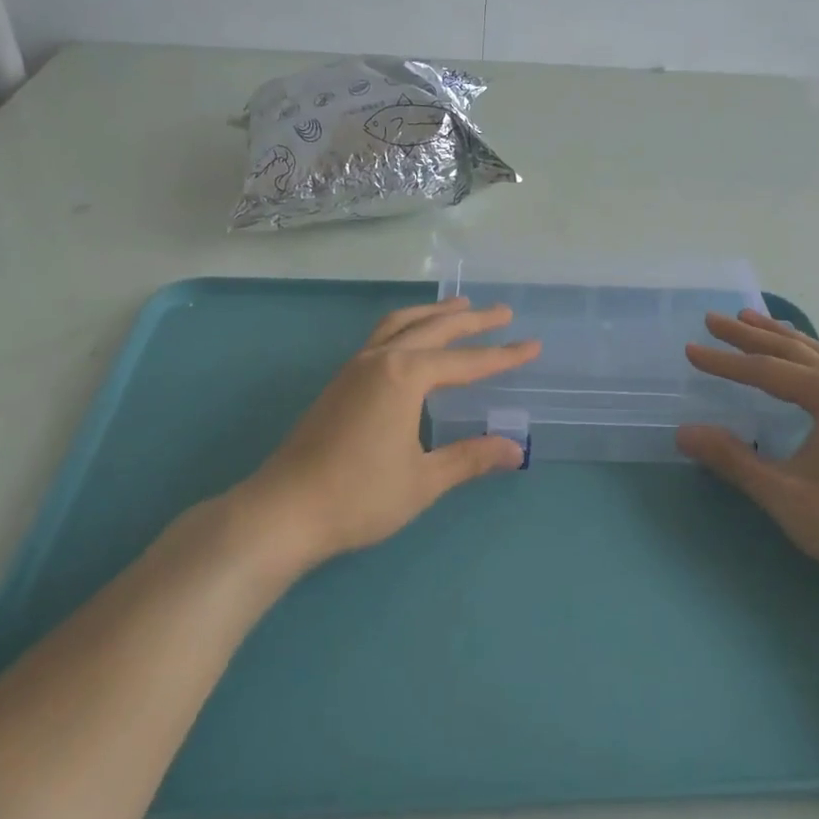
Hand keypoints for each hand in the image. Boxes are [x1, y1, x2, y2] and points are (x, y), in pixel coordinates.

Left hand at [228, 297, 540, 570]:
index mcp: (405, 376)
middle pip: (434, 329)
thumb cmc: (359, 496)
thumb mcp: (424, 480)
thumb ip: (470, 458)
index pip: (466, 362)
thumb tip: (516, 450)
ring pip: (401, 325)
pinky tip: (412, 341)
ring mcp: (355, 367)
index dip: (503, 356)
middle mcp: (381, 360)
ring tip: (459, 308)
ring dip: (433, 315)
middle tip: (502, 312)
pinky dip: (407, 327)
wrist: (284, 511)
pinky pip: (381, 337)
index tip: (533, 345)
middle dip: (471, 320)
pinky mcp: (340, 382)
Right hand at [675, 310, 818, 601]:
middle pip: (793, 352)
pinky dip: (802, 357)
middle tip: (712, 319)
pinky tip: (796, 361)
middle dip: (750, 336)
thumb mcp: (786, 496)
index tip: (690, 350)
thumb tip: (684, 432)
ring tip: (749, 319)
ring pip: (816, 357)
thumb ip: (734, 460)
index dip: (726, 362)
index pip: (769, 371)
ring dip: (779, 339)